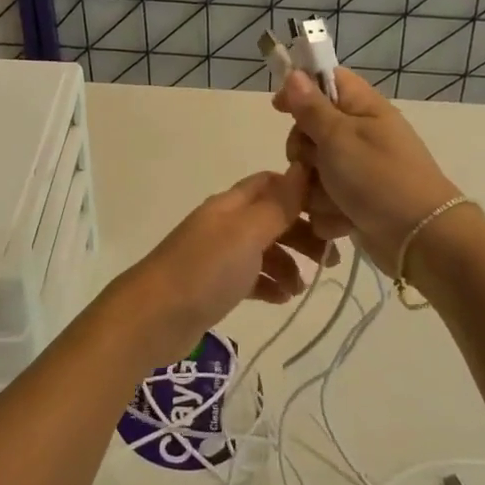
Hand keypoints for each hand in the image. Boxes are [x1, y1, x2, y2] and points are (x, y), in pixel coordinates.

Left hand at [108, 167, 323, 364]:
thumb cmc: (204, 270)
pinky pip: (250, 277)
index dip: (300, 191)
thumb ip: (277, 205)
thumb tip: (302, 167)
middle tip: (330, 259)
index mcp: (231, 204)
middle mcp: (225, 224)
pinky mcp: (215, 285)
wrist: (153, 317)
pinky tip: (281, 300)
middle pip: (272, 218)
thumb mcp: (247, 234)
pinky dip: (269, 284)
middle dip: (302, 234)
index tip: (331, 213)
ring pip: (263, 250)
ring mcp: (218, 255)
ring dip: (288, 264)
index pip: (271, 183)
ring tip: (302, 288)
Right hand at [272, 68, 461, 272]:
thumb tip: (295, 74)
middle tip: (313, 163)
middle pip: (310, 130)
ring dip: (316, 188)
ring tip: (334, 199)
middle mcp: (360, 135)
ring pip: (313, 170)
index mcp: (362, 109)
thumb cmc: (379, 178)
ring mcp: (357, 171)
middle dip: (304, 152)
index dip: (300, 89)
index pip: (327, 80)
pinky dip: (329, 211)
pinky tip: (343, 219)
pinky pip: (323, 200)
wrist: (419, 239)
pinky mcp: (354, 202)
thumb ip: (311, 108)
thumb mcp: (339, 137)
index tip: (279, 107)